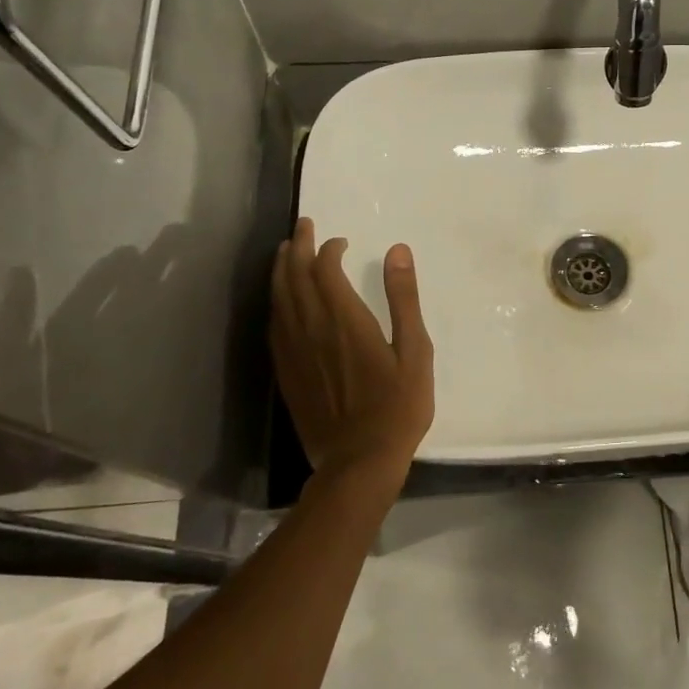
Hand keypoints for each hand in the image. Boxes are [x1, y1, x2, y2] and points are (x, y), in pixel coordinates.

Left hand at [271, 218, 433, 488]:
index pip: (325, 270)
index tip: (341, 241)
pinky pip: (273, 327)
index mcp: (344, 320)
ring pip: (279, 299)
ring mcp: (294, 352)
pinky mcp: (286, 372)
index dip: (329, 250)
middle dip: (298, 247)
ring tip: (285, 251)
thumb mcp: (414, 350)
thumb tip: (398, 250)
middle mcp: (312, 328)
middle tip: (303, 226)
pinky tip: (279, 300)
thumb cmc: (397, 406)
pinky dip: (275, 303)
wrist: (358, 462)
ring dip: (281, 270)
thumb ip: (403, 298)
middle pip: (296, 277)